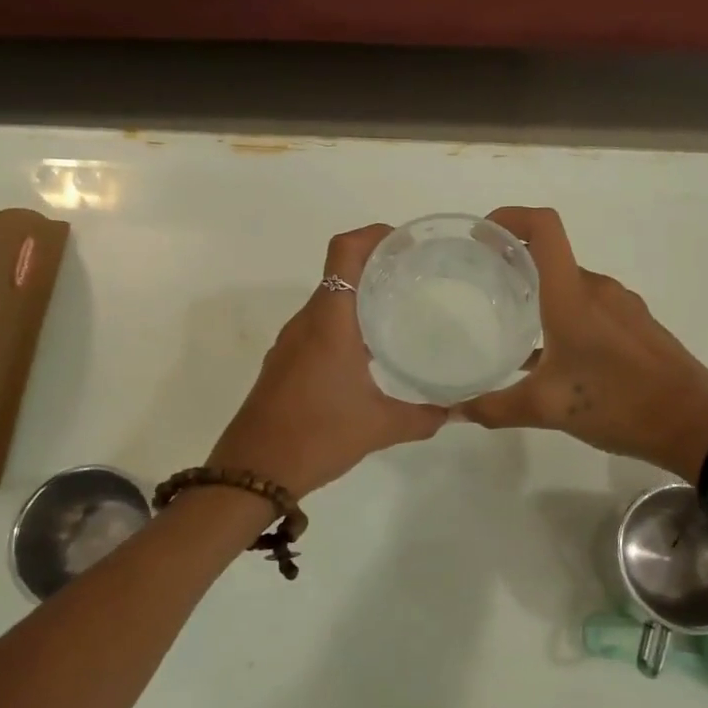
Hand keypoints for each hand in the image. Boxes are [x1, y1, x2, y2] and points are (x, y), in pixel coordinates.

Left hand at [208, 224, 447, 495]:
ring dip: (360, 297)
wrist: (252, 472)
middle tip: (417, 276)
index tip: (405, 242)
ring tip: (400, 310)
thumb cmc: (317, 436)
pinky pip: (318, 327)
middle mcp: (307, 321)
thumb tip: (455, 412)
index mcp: (330, 321)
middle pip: (339, 272)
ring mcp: (291, 342)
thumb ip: (422, 417)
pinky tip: (369, 352)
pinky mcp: (284, 362)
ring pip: (328, 301)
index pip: (344, 251)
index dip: (373, 235)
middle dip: (377, 266)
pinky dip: (344, 324)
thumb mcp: (379, 427)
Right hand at [458, 207, 707, 479]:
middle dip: (515, 264)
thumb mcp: (547, 409)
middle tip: (482, 287)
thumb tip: (455, 412)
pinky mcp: (638, 326)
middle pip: (552, 256)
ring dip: (541, 293)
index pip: (544, 228)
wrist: (696, 425)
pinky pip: (593, 306)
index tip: (481, 237)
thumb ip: (494, 408)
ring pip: (572, 285)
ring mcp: (623, 306)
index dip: (511, 218)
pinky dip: (566, 314)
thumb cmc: (618, 405)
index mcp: (573, 296)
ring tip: (512, 322)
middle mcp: (599, 289)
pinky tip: (553, 354)